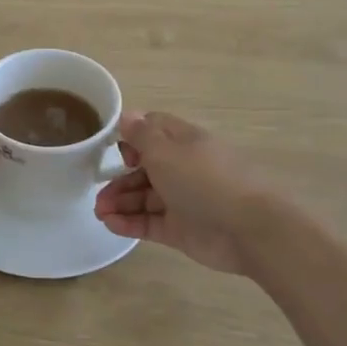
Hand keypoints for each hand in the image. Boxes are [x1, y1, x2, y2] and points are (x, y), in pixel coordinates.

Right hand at [94, 111, 264, 274]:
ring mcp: (183, 200)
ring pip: (144, 197)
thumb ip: (142, 135)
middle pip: (144, 168)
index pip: (153, 131)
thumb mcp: (166, 151)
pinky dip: (129, 222)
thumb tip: (127, 115)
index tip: (113, 150)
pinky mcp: (181, 229)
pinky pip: (150, 222)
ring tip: (100, 212)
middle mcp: (183, 168)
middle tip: (98, 192)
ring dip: (120, 202)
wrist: (248, 229)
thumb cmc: (204, 180)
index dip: (131, 138)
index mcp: (184, 142)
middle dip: (119, 178)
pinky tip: (110, 224)